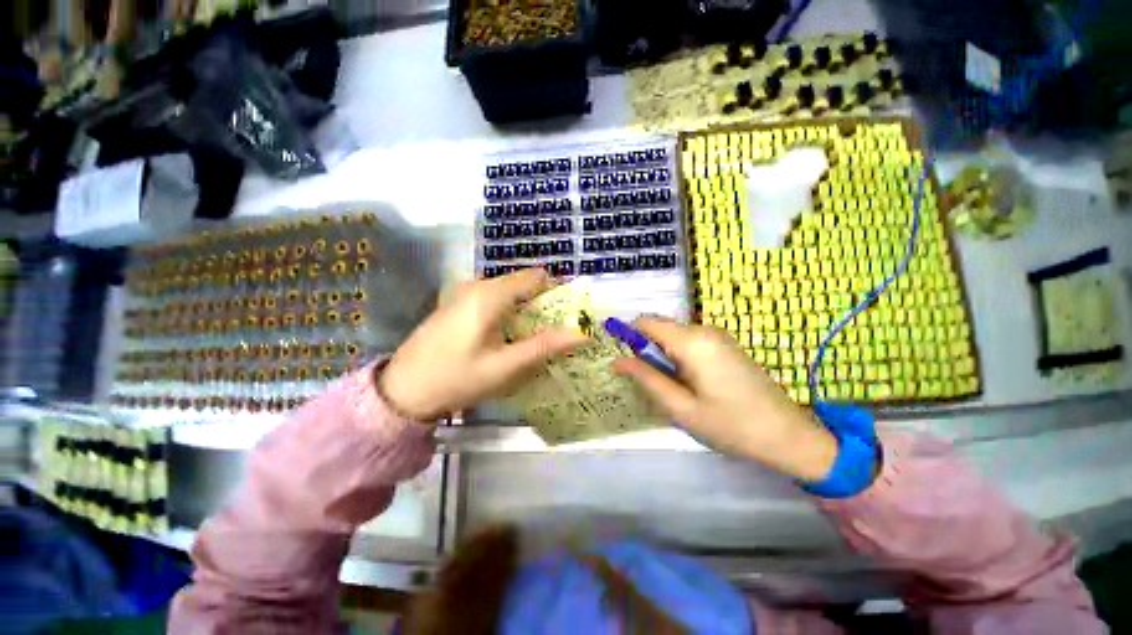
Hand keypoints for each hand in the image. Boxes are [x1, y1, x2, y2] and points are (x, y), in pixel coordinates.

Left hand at [379, 268, 586, 421]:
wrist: (403, 390)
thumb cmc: (456, 378)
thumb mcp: (505, 366)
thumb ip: (544, 346)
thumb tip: (581, 332)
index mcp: (490, 294)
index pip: (537, 277)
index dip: (558, 292)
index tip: (572, 315)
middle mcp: (478, 286)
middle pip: (524, 285)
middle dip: (544, 306)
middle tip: (557, 333)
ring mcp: (466, 294)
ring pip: (510, 295)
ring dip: (527, 312)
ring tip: (537, 339)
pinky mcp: (460, 305)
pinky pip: (495, 302)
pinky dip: (510, 315)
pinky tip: (510, 339)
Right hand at [613, 317, 837, 481]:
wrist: (789, 435)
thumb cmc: (731, 426)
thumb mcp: (681, 407)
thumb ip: (647, 379)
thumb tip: (617, 361)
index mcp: (692, 341)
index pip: (646, 322)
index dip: (627, 335)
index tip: (620, 359)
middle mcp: (704, 330)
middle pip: (659, 327)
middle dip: (644, 348)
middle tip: (643, 380)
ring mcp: (717, 336)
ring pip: (673, 335)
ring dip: (661, 354)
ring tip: (664, 385)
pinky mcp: (725, 345)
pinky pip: (689, 341)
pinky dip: (677, 355)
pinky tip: (685, 382)